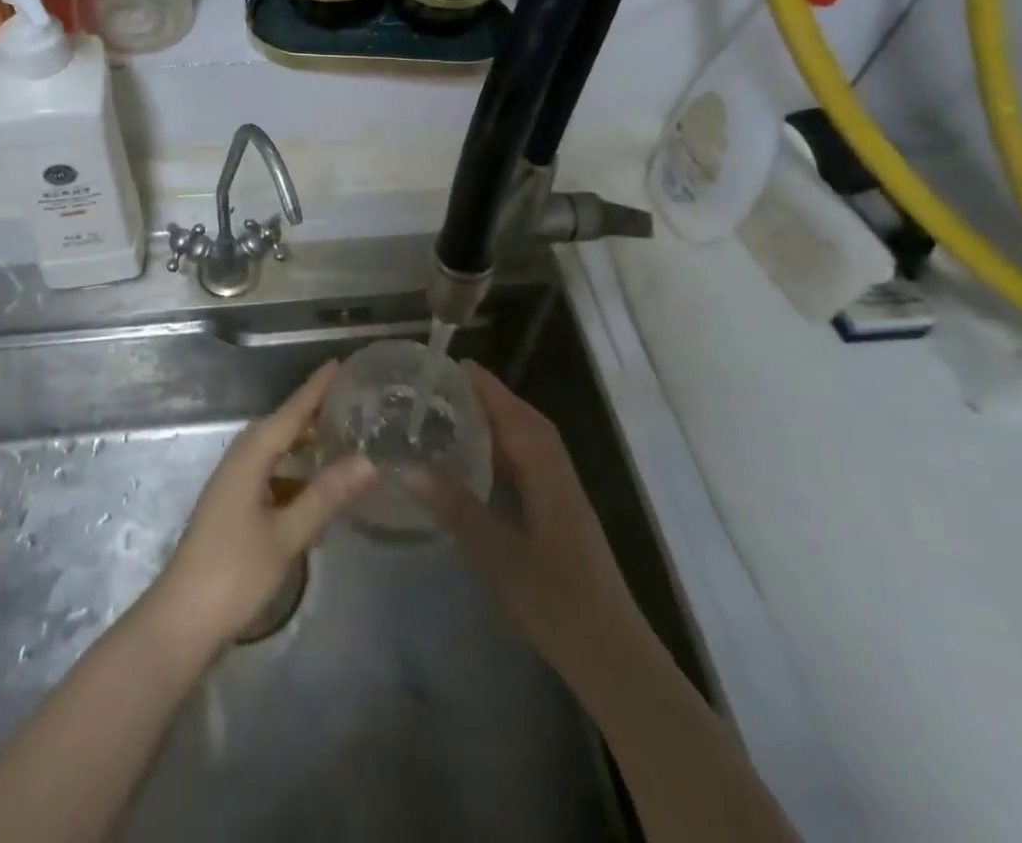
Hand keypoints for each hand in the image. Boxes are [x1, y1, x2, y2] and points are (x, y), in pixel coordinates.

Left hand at [150, 361, 375, 650]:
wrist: (181, 621)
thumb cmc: (234, 573)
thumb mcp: (287, 535)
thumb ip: (326, 495)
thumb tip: (368, 461)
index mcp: (251, 456)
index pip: (291, 412)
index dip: (316, 389)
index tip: (340, 364)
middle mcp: (240, 459)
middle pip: (281, 425)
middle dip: (312, 411)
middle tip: (350, 400)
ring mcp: (233, 483)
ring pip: (274, 450)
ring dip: (302, 441)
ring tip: (338, 436)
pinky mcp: (232, 506)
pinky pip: (269, 472)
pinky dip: (293, 470)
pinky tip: (313, 485)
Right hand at [407, 361, 641, 690]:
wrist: (613, 656)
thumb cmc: (556, 603)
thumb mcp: (498, 556)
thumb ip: (456, 508)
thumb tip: (408, 469)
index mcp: (547, 473)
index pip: (515, 414)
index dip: (486, 387)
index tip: (453, 365)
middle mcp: (559, 473)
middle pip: (526, 420)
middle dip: (490, 397)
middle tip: (446, 387)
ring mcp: (564, 494)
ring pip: (532, 441)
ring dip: (500, 420)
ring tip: (458, 413)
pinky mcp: (563, 513)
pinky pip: (533, 462)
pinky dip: (508, 447)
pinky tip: (484, 461)